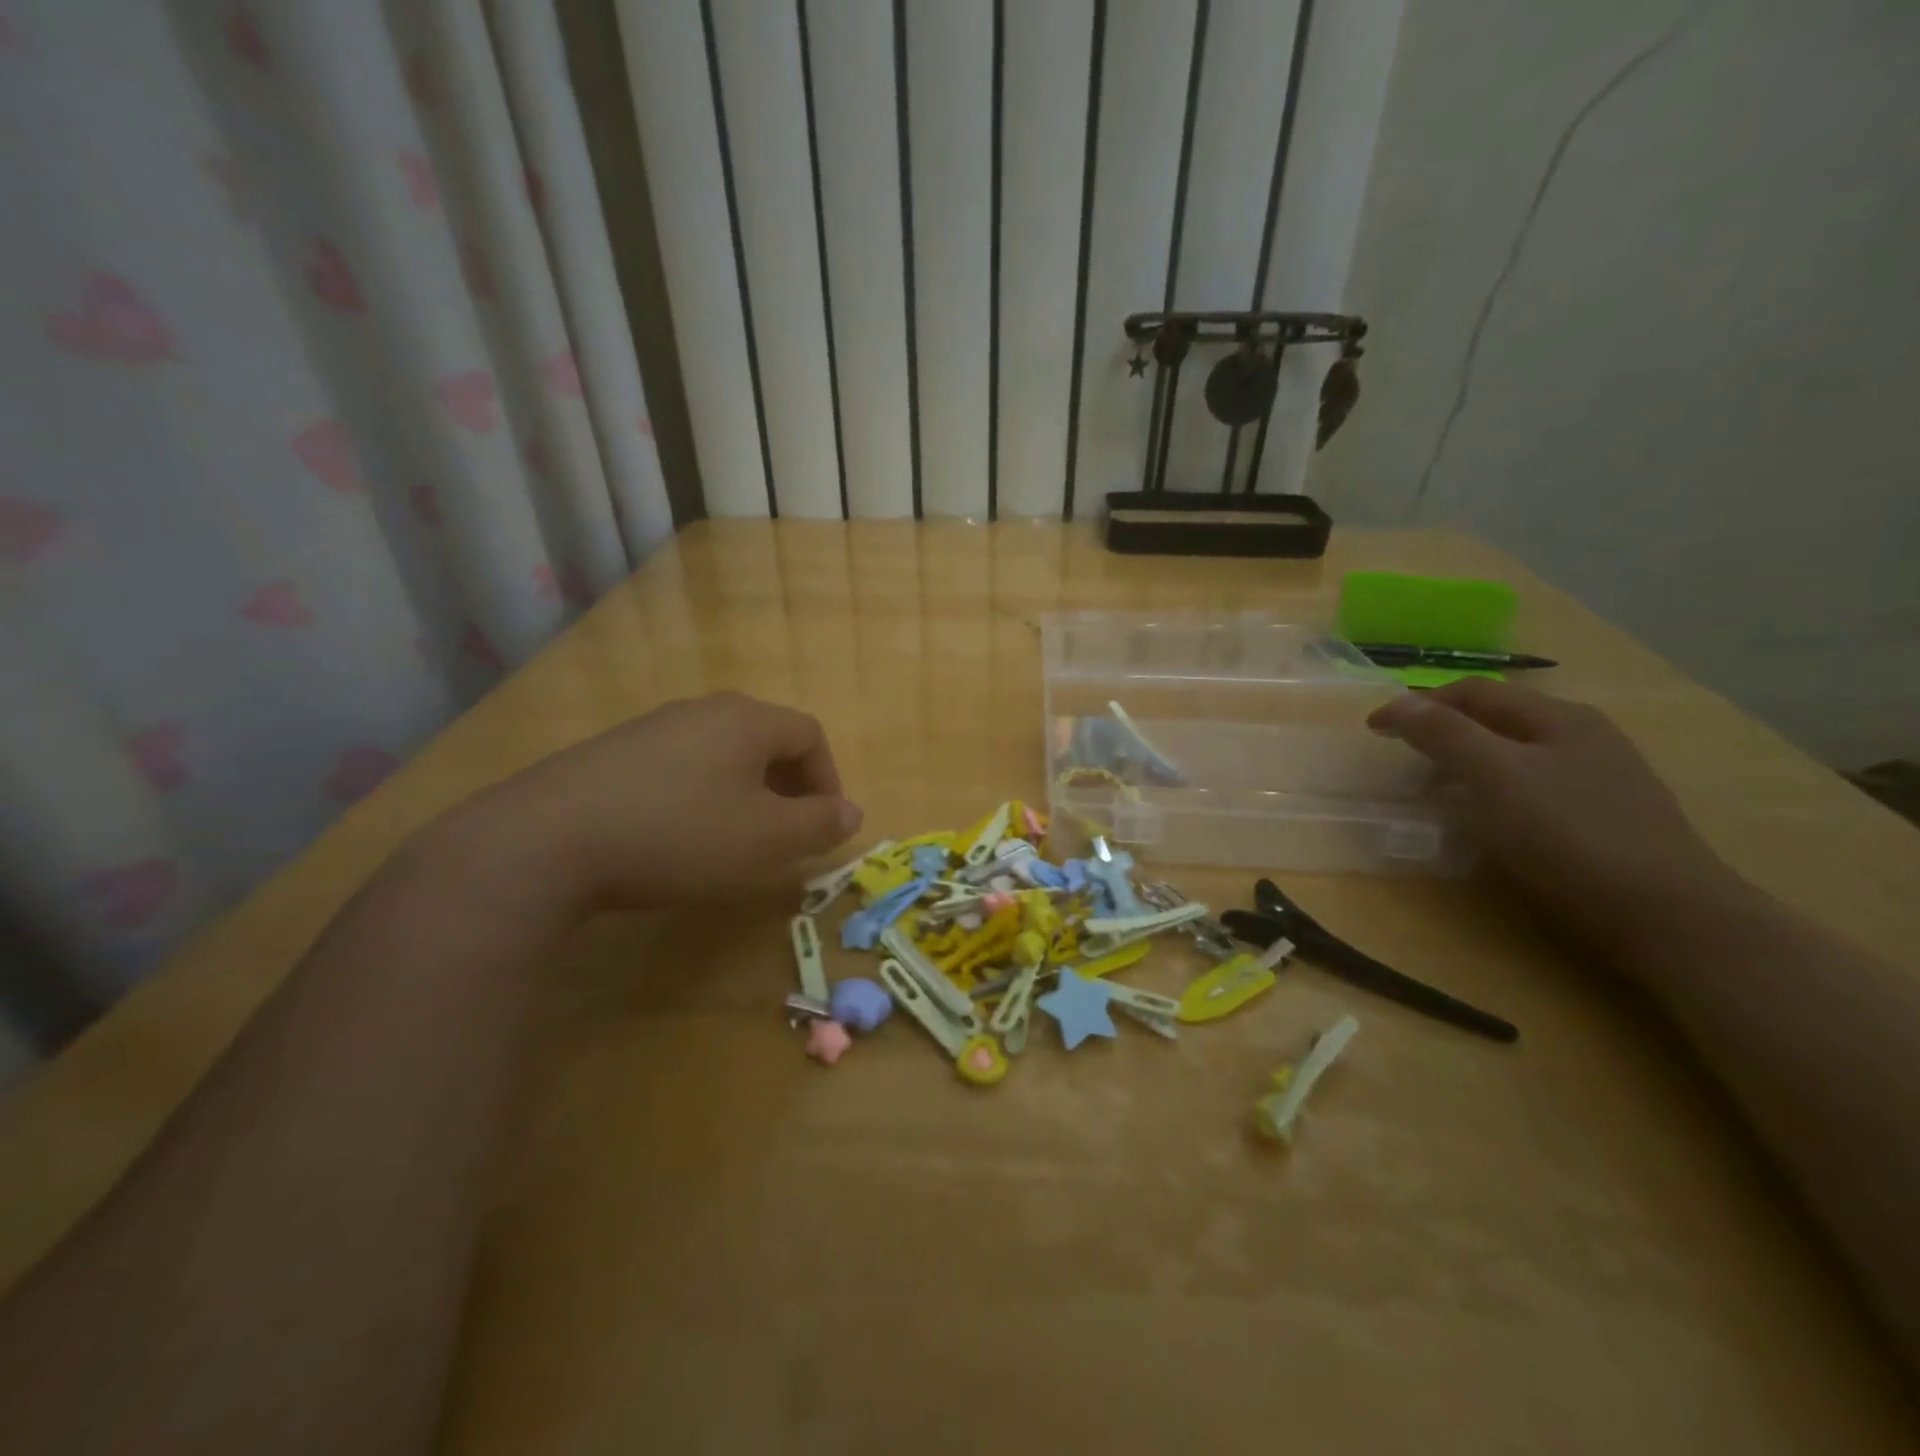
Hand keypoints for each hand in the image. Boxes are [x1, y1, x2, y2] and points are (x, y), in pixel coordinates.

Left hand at [471, 691, 861, 911]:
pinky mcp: (611, 755)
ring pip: (720, 754)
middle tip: (785, 833)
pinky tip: (677, 836)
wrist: (546, 842)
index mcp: (747, 720)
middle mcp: (702, 711)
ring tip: (735, 839)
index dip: (828, 778)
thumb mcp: (767, 839)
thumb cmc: (680, 834)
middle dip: (788, 787)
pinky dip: (698, 797)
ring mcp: (651, 728)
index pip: (810, 734)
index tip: (824, 825)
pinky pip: (677, 768)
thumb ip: (820, 824)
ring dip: (744, 793)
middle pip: (766, 740)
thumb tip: (853, 813)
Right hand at [1367, 681, 1740, 955]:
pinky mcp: (1607, 816)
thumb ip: (1444, 735)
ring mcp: (1603, 776)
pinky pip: (1536, 786)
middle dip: (1444, 731)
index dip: (1418, 705)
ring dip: (1469, 762)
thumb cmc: (1569, 836)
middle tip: (1405, 760)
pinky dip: (1497, 790)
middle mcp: (1584, 736)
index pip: (1473, 692)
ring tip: (1438, 790)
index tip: (1375, 731)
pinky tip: (1492, 819)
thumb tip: (1396, 703)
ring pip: (1517, 754)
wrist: (1667, 916)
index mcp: (1559, 717)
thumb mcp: (1495, 777)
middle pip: (1498, 719)